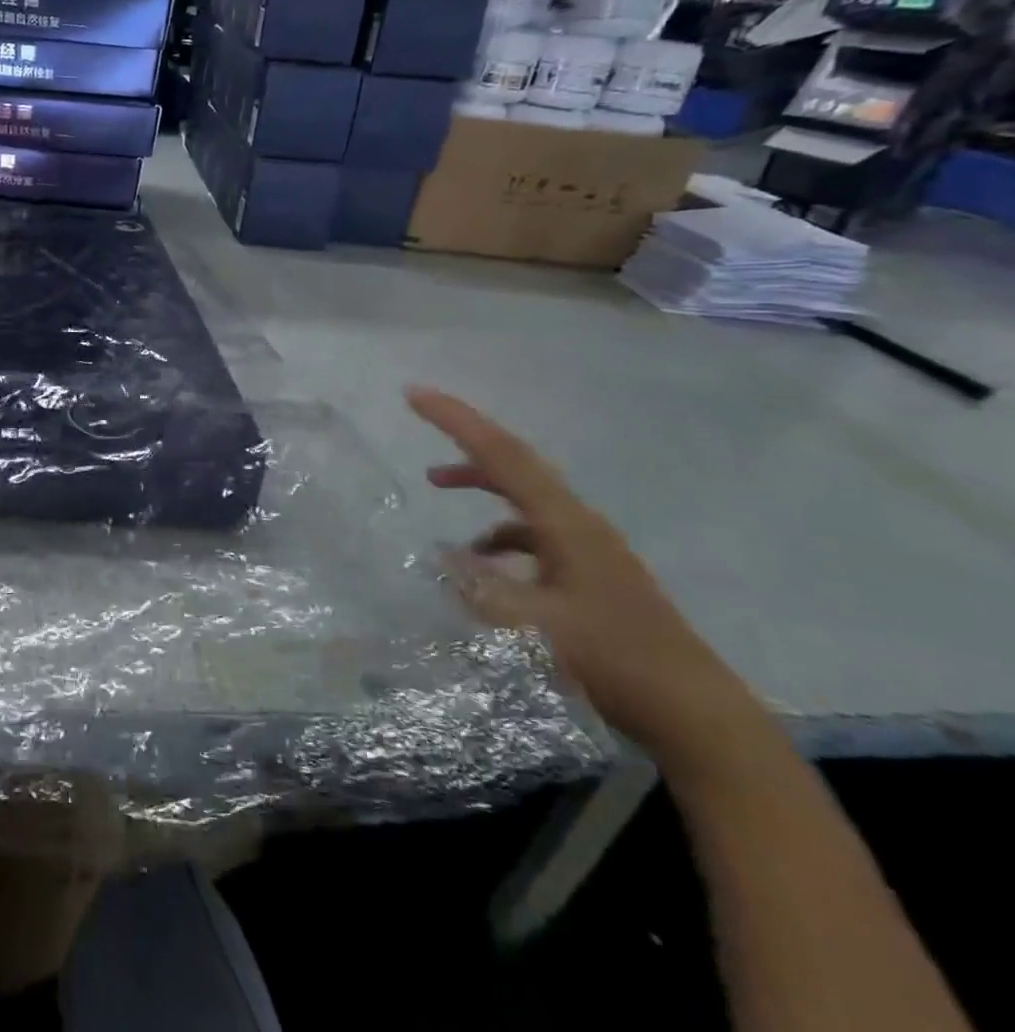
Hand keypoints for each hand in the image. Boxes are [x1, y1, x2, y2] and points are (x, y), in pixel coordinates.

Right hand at [408, 386, 762, 771]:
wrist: (696, 717)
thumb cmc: (612, 660)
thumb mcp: (529, 626)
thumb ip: (477, 588)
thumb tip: (439, 556)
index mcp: (564, 522)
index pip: (501, 454)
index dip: (455, 420)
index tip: (414, 394)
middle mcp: (577, 523)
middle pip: (514, 463)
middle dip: (464, 438)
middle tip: (422, 419)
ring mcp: (588, 549)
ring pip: (522, 497)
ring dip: (479, 484)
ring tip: (435, 486)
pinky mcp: (590, 575)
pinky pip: (533, 534)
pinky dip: (498, 534)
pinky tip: (481, 564)